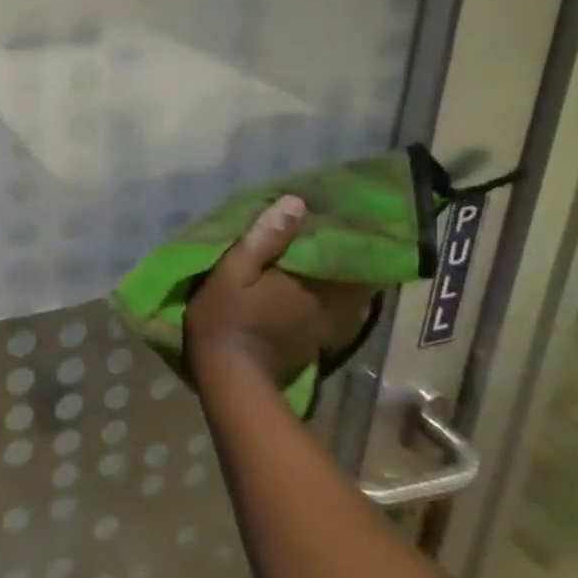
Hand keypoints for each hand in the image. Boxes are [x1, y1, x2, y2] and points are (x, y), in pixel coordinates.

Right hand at [184, 195, 375, 386]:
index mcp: (307, 280)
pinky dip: (338, 300)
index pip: (342, 251)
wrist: (231, 376)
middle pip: (351, 273)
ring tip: (339, 258)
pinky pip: (338, 313)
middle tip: (343, 232)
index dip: (346, 233)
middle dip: (349, 254)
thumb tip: (296, 202)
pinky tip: (328, 292)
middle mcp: (327, 302)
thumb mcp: (233, 270)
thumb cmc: (226, 316)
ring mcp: (325, 325)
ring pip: (348, 295)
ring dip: (348, 278)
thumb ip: (264, 238)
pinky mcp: (317, 342)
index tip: (347, 215)